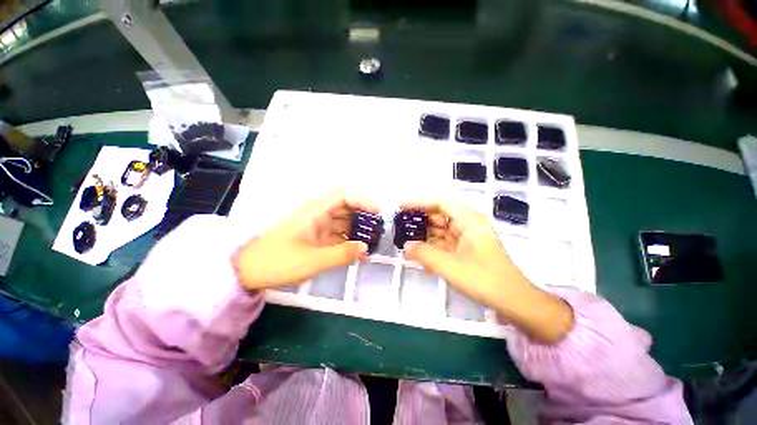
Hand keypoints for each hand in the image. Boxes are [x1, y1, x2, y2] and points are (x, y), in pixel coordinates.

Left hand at [233, 189, 377, 290]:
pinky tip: (357, 252)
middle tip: (378, 230)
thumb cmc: (278, 262)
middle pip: (346, 208)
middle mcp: (318, 215)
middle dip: (363, 217)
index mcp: (315, 212)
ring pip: (343, 222)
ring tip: (372, 243)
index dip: (362, 200)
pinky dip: (348, 241)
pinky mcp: (315, 238)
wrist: (248, 272)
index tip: (377, 212)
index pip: (343, 195)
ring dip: (357, 230)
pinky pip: (336, 235)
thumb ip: (342, 254)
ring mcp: (317, 227)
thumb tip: (365, 248)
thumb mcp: (312, 260)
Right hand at [401, 200, 573, 343]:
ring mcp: (467, 239)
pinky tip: (420, 258)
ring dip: (425, 237)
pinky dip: (433, 249)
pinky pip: (445, 245)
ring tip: (405, 241)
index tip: (402, 207)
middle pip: (440, 217)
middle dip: (420, 221)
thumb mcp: (450, 266)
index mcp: (469, 221)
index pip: (441, 203)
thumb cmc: (484, 279)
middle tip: (400, 226)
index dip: (420, 203)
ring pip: (441, 232)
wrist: (513, 301)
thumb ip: (424, 254)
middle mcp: (468, 226)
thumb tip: (406, 246)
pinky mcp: (466, 251)